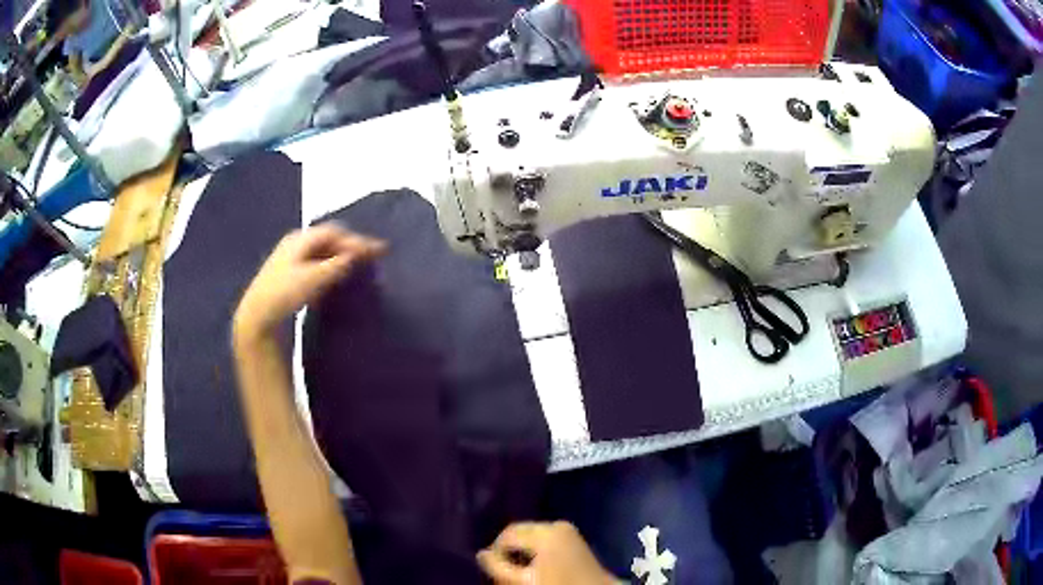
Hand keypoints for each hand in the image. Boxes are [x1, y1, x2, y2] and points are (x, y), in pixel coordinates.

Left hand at [234, 224, 385, 339]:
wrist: (257, 317)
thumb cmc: (285, 294)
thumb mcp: (315, 278)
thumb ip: (338, 264)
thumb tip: (357, 254)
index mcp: (301, 238)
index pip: (335, 232)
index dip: (358, 239)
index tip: (379, 250)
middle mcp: (295, 243)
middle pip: (328, 239)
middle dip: (350, 245)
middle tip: (370, 256)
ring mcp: (290, 259)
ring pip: (321, 251)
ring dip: (340, 256)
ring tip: (358, 266)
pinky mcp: (288, 275)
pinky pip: (315, 263)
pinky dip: (330, 266)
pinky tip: (336, 278)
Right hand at [477, 522, 618, 584]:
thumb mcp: (524, 582)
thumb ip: (499, 568)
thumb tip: (480, 554)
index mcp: (545, 533)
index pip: (507, 535)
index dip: (495, 551)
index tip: (493, 569)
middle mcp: (556, 524)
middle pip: (519, 530)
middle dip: (508, 548)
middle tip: (503, 569)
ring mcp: (566, 528)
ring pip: (530, 533)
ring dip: (520, 548)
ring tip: (517, 568)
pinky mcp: (572, 535)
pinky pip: (544, 536)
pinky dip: (534, 548)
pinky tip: (534, 564)